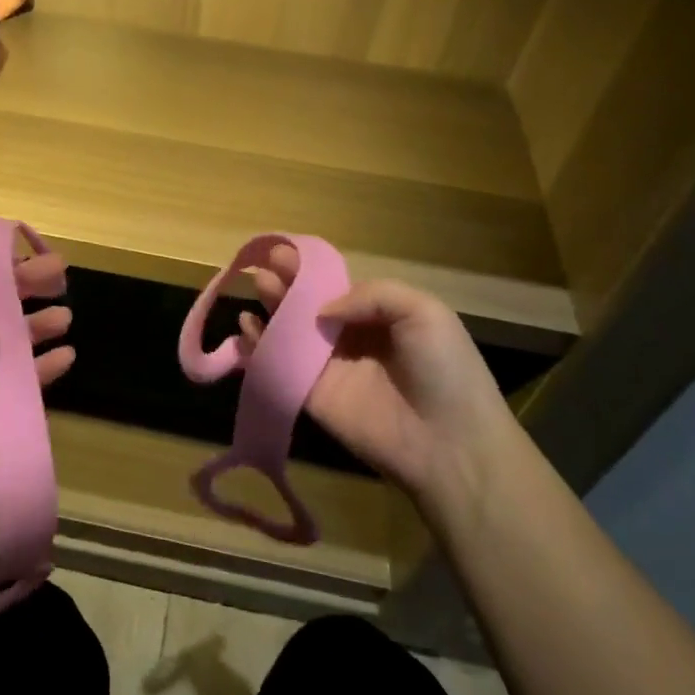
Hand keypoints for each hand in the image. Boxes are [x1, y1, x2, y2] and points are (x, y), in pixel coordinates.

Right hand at [237, 248, 523, 505]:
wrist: (449, 443)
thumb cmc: (444, 369)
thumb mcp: (424, 312)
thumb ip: (372, 295)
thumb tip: (321, 309)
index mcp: (380, 316)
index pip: (336, 286)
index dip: (311, 269)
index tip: (284, 251)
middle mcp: (350, 338)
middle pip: (309, 305)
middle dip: (287, 283)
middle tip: (264, 264)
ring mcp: (328, 368)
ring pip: (290, 333)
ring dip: (272, 308)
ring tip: (256, 285)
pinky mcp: (311, 396)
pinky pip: (279, 368)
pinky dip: (258, 348)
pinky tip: (245, 328)